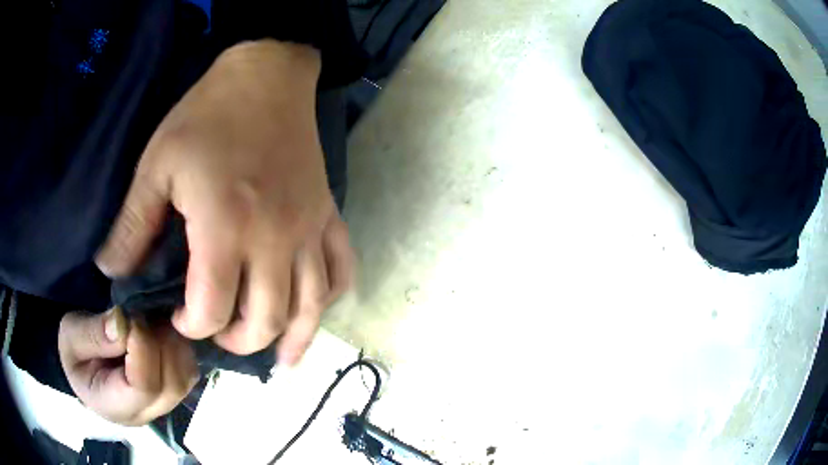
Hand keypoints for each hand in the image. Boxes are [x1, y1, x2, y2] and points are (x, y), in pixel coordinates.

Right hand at [58, 307, 198, 425]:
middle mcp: (146, 413)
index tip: (131, 317)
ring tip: (150, 320)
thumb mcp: (71, 338)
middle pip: (171, 384)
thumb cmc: (76, 353)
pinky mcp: (171, 389)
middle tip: (142, 315)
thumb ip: (93, 334)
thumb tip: (122, 324)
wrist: (84, 362)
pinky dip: (180, 345)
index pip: (145, 387)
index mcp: (116, 407)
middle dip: (160, 343)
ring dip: (173, 342)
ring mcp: (162, 403)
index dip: (143, 347)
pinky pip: (188, 368)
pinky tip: (161, 328)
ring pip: (185, 376)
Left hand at [96, 40, 354, 364]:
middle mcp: (275, 239)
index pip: (211, 309)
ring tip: (276, 355)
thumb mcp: (156, 163)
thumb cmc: (207, 115)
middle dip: (235, 340)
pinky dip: (328, 298)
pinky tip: (311, 308)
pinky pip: (341, 270)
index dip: (190, 325)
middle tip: (216, 330)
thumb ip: (131, 226)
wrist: (267, 77)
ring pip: (310, 308)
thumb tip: (111, 272)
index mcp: (225, 227)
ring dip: (290, 339)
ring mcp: (309, 229)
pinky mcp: (327, 216)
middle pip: (264, 321)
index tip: (177, 316)